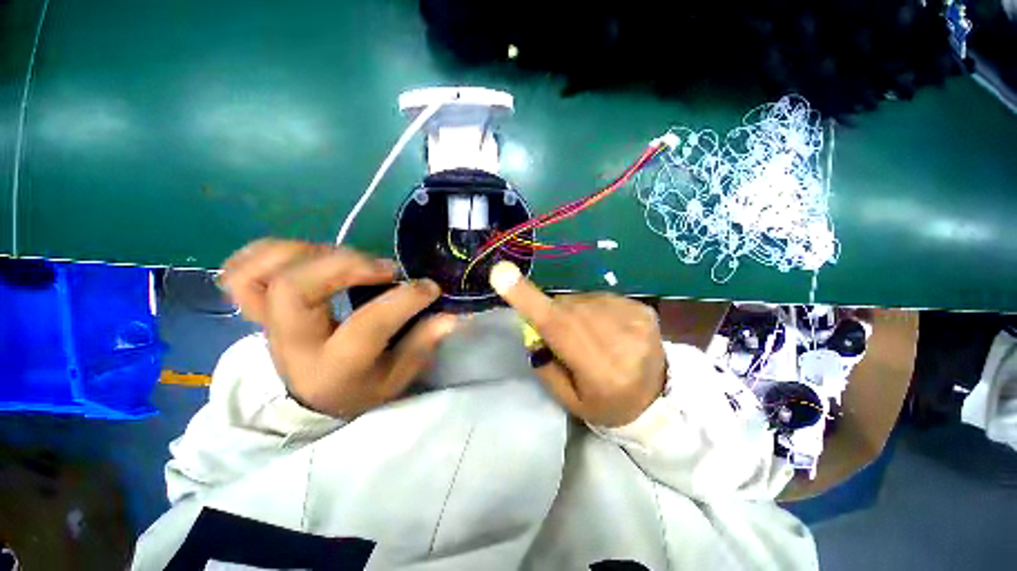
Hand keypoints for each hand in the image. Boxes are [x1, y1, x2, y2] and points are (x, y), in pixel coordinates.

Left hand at [220, 239, 455, 417]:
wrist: (309, 398)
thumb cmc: (359, 389)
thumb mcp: (396, 378)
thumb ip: (422, 345)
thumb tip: (450, 316)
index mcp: (332, 366)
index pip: (367, 325)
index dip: (403, 299)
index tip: (429, 287)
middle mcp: (293, 342)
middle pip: (297, 288)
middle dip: (348, 266)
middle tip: (385, 269)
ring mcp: (267, 322)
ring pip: (264, 272)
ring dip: (312, 253)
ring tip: (350, 260)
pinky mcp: (259, 307)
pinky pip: (242, 272)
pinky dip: (270, 253)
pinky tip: (304, 255)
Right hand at [490, 261, 666, 426]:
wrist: (655, 398)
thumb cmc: (605, 403)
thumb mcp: (568, 399)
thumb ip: (545, 362)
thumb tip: (530, 324)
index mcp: (602, 373)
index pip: (559, 328)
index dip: (529, 300)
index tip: (501, 273)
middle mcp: (622, 341)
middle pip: (568, 308)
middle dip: (553, 314)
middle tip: (557, 332)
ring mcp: (637, 321)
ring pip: (581, 300)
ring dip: (573, 312)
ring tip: (586, 335)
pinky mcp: (643, 309)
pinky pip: (599, 297)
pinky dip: (591, 309)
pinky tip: (603, 327)